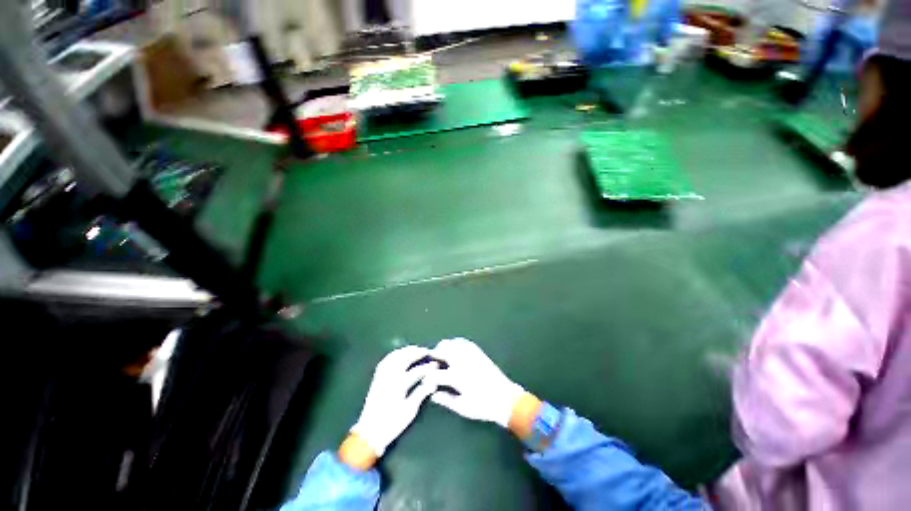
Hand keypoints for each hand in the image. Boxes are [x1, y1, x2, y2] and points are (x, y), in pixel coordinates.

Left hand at [349, 346, 437, 458]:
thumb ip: (421, 393)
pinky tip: (399, 354)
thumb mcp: (409, 411)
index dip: (427, 367)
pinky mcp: (376, 378)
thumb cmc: (392, 424)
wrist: (369, 433)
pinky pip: (385, 361)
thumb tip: (433, 382)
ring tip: (415, 349)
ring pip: (394, 357)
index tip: (436, 365)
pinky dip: (394, 355)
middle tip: (426, 351)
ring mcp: (382, 376)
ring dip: (405, 351)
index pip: (416, 371)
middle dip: (416, 353)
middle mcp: (389, 377)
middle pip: (404, 359)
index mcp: (399, 386)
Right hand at [426, 338, 526, 427]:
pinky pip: (462, 341)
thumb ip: (445, 399)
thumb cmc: (483, 406)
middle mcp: (462, 361)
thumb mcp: (462, 407)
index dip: (426, 376)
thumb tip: (432, 394)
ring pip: (451, 343)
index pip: (434, 373)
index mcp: (456, 377)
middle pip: (441, 350)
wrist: (506, 398)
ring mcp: (470, 354)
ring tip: (441, 356)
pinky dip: (455, 343)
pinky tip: (453, 350)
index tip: (423, 379)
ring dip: (443, 348)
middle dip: (433, 355)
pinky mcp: (477, 351)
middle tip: (431, 363)